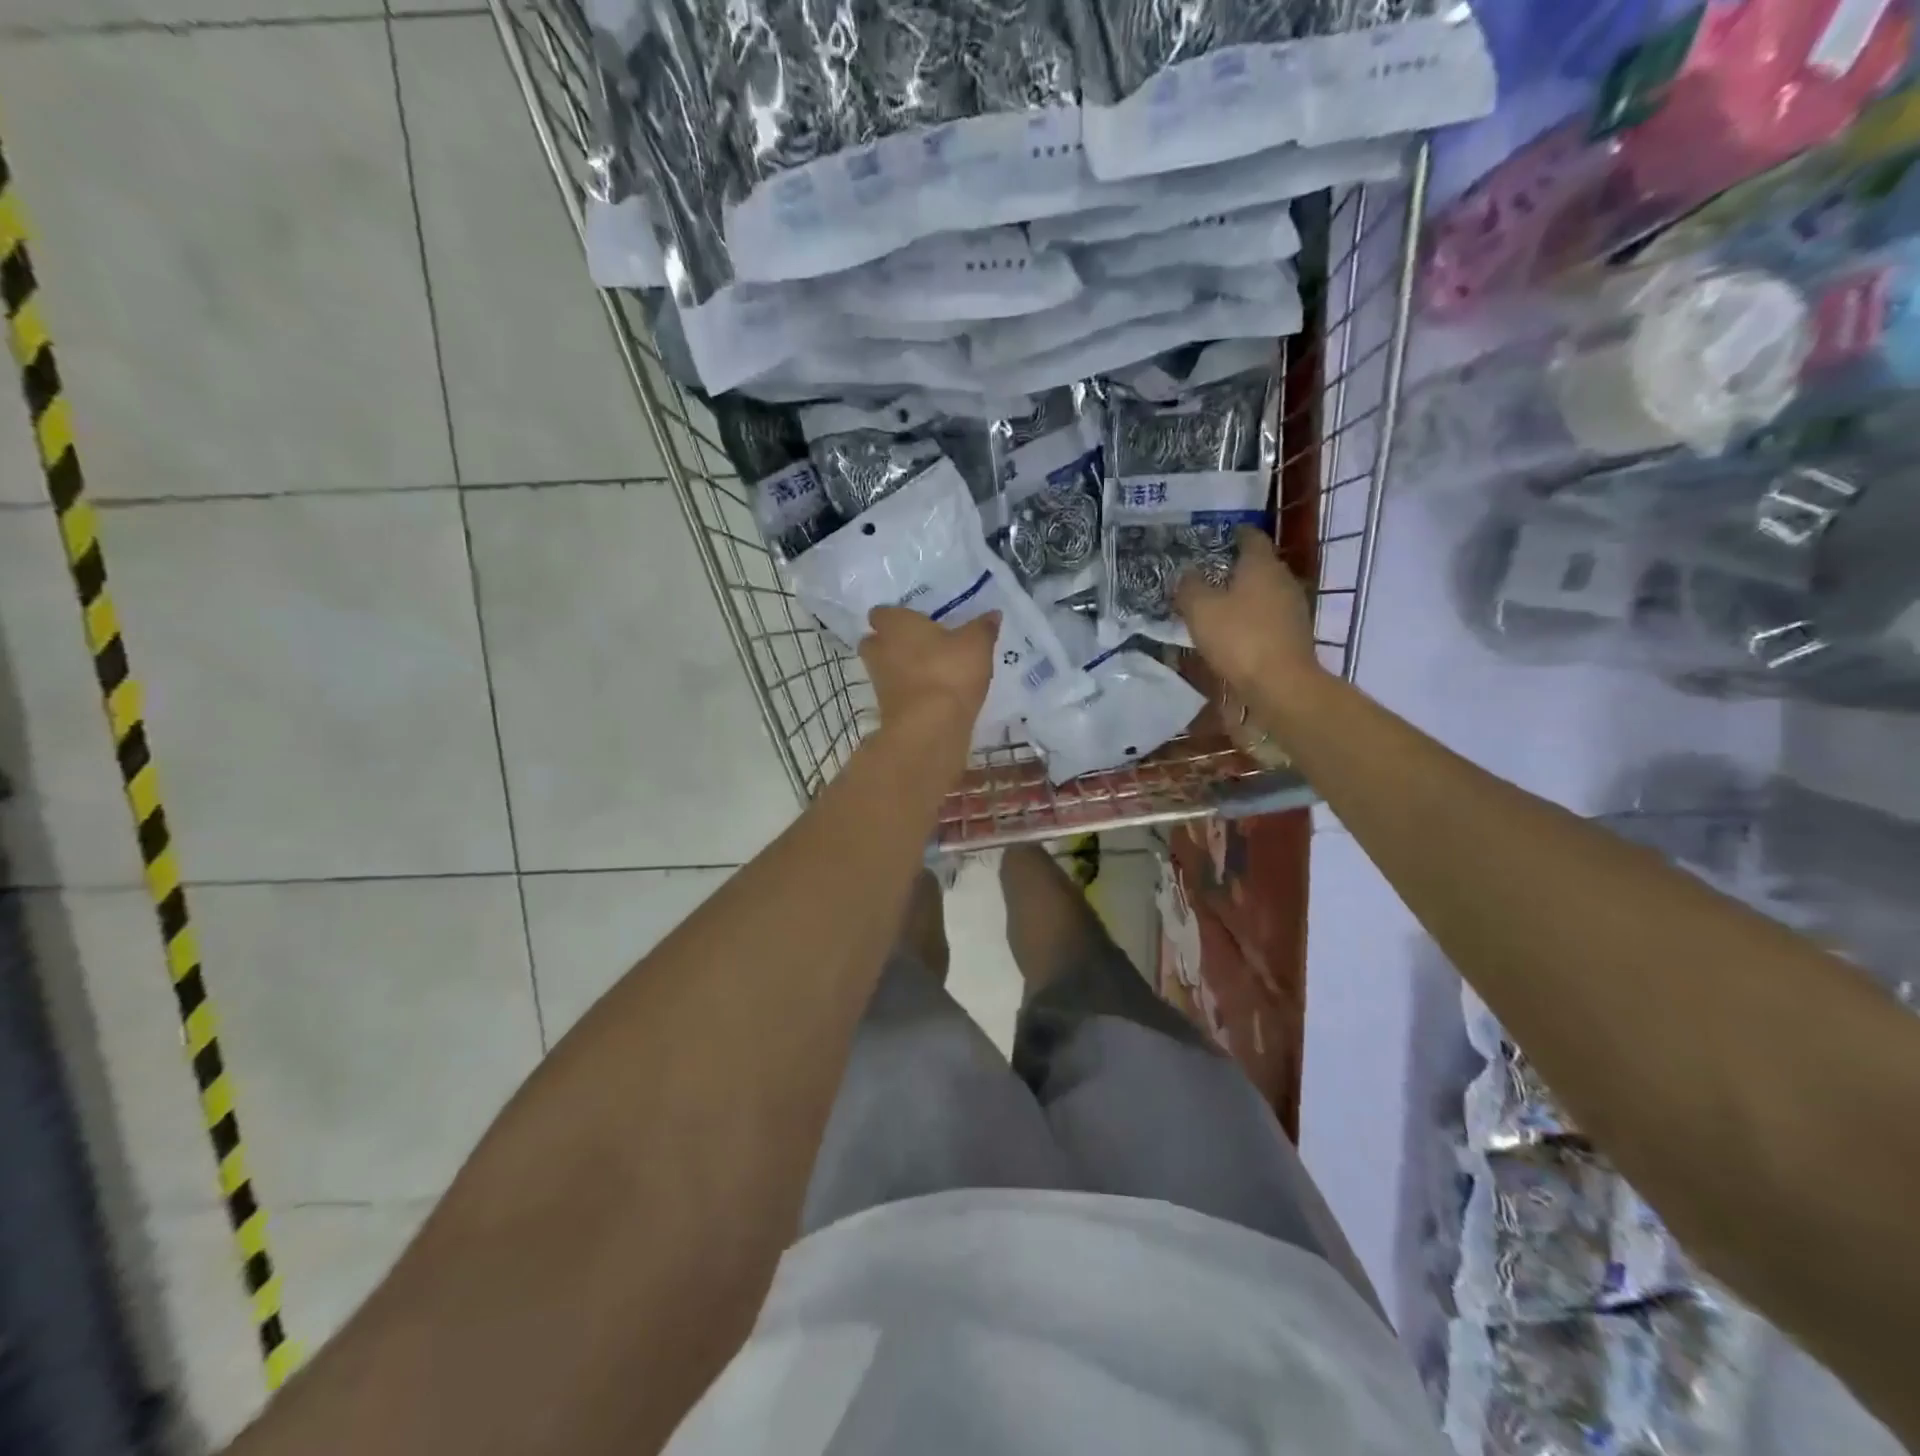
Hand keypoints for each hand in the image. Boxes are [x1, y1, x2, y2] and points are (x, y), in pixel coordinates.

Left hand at [860, 607, 997, 741]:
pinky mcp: (886, 709)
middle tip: (917, 644)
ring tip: (928, 670)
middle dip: (890, 642)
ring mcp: (879, 682)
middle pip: (875, 641)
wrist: (930, 726)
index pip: (881, 613)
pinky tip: (932, 694)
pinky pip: (896, 692)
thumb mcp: (976, 645)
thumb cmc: (949, 672)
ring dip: (900, 668)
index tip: (914, 620)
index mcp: (895, 624)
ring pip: (884, 668)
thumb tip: (993, 614)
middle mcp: (880, 649)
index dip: (895, 616)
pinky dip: (909, 691)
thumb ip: (983, 627)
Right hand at [1175, 527, 1321, 694]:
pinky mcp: (1293, 634)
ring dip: (1241, 596)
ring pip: (1263, 592)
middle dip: (1233, 567)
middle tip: (1204, 574)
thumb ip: (1189, 587)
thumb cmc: (1239, 638)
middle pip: (1257, 565)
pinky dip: (1250, 618)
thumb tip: (1186, 573)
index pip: (1249, 536)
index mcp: (1262, 564)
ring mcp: (1292, 608)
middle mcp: (1282, 579)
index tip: (1210, 539)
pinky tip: (1232, 631)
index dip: (1231, 533)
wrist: (1281, 685)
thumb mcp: (1200, 610)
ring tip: (1214, 605)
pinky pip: (1267, 617)